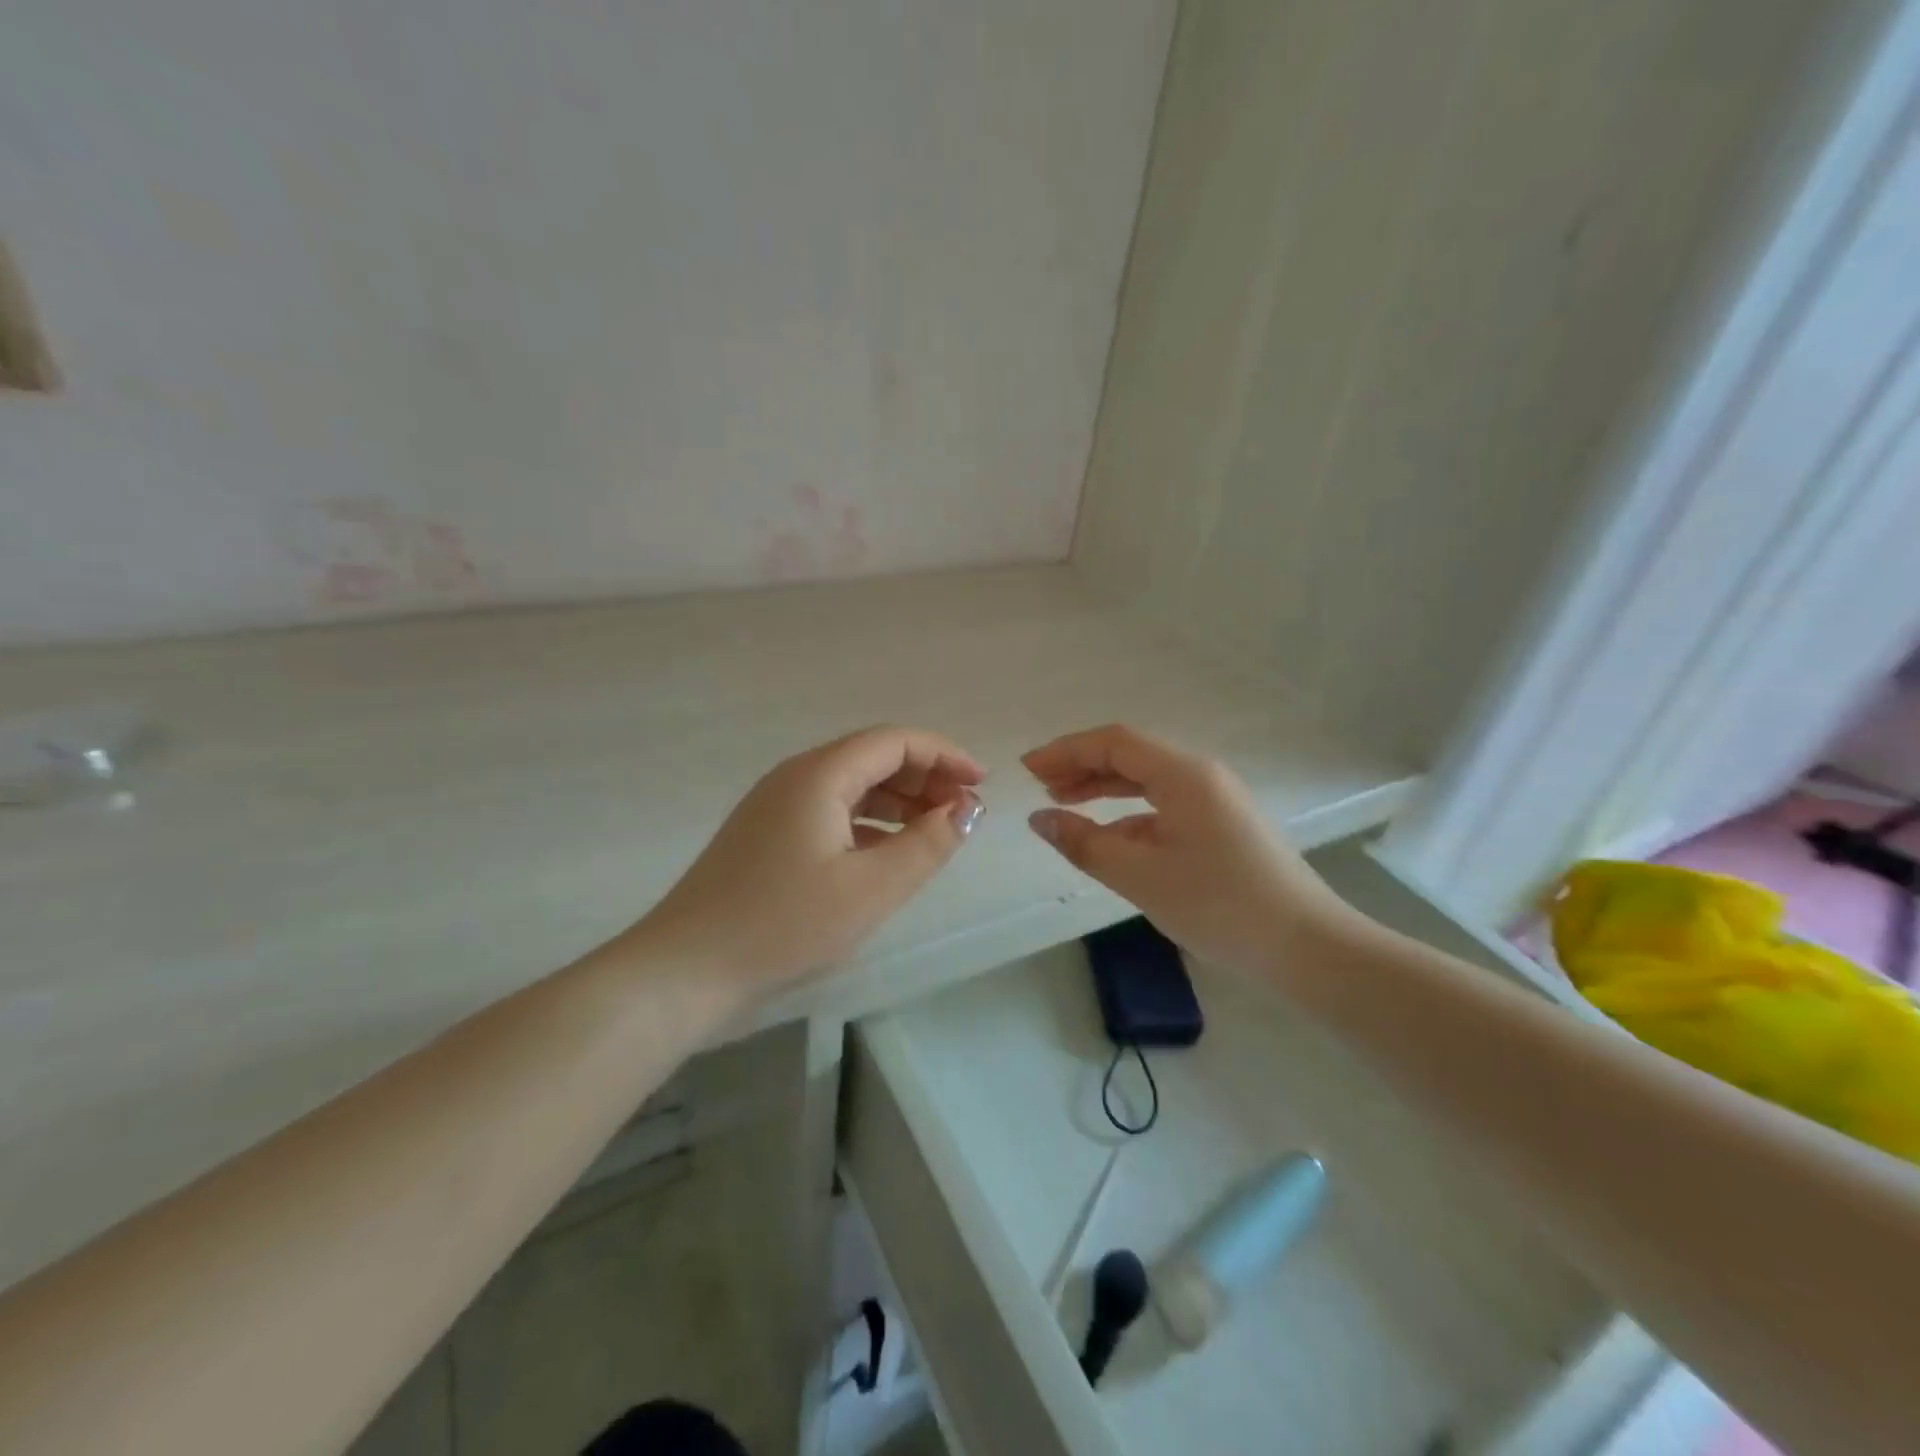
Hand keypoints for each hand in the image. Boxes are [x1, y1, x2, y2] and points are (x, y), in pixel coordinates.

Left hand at [630, 726, 983, 999]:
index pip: (895, 741)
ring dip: (899, 801)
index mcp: (820, 774)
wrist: (684, 970)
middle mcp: (797, 777)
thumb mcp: (871, 889)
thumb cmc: (783, 924)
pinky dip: (870, 823)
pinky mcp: (768, 836)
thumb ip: (927, 845)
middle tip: (964, 811)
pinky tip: (889, 853)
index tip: (981, 784)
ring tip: (936, 832)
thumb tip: (966, 809)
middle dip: (925, 777)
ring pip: (853, 786)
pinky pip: (832, 812)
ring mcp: (777, 806)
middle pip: (873, 757)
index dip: (944, 754)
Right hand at [1024, 725, 1340, 971]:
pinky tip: (1108, 838)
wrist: (1306, 947)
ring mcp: (1215, 801)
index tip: (1028, 769)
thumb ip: (1084, 843)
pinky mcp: (1222, 826)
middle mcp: (1200, 776)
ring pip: (1147, 781)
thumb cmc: (1220, 905)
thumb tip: (1039, 819)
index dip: (1066, 750)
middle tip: (1039, 785)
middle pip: (1130, 756)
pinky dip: (1129, 815)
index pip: (1114, 742)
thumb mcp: (1141, 876)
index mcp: (1183, 774)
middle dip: (1081, 766)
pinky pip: (1164, 806)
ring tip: (1063, 803)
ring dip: (1103, 788)